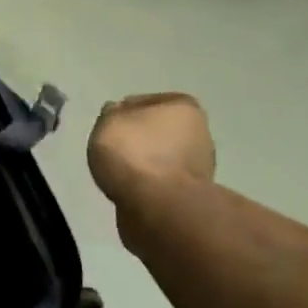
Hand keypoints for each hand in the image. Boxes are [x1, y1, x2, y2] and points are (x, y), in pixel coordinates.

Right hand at [87, 93, 216, 206]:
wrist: (159, 206)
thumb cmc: (134, 154)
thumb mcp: (108, 122)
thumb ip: (111, 114)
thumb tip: (117, 112)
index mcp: (183, 106)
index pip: (144, 101)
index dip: (122, 112)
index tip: (107, 127)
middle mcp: (199, 130)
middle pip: (158, 130)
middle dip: (138, 138)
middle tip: (112, 149)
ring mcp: (199, 164)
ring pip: (161, 156)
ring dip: (144, 163)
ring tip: (119, 173)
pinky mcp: (193, 193)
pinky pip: (162, 181)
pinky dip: (148, 183)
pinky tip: (131, 189)